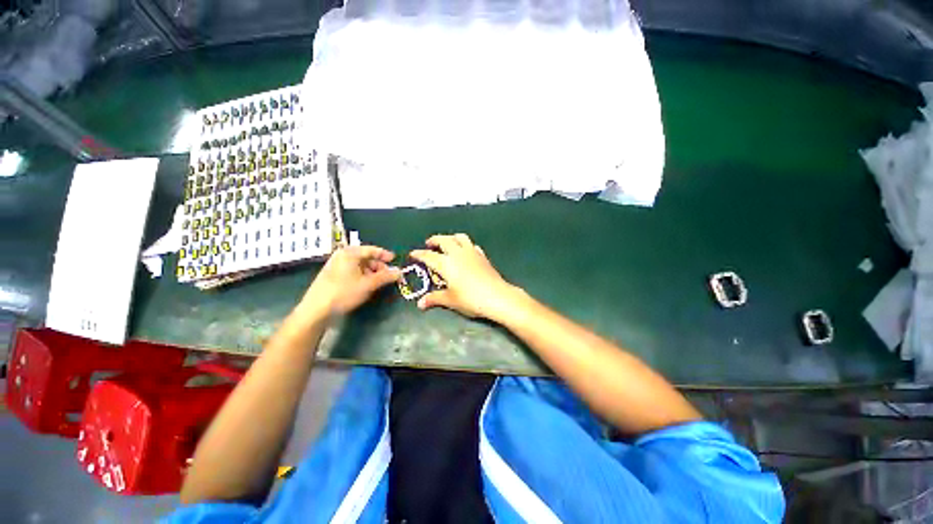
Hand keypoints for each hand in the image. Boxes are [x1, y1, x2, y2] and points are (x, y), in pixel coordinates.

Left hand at [302, 245, 400, 317]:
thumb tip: (400, 271)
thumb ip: (385, 276)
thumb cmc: (344, 292)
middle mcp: (342, 256)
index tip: (394, 260)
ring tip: (379, 282)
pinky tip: (366, 286)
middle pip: (365, 257)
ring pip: (359, 266)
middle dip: (379, 266)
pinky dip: (362, 276)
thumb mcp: (368, 284)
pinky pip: (352, 272)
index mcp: (349, 253)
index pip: (371, 249)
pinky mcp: (333, 276)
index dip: (384, 254)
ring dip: (371, 272)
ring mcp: (336, 266)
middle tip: (388, 275)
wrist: (316, 310)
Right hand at [410, 234, 522, 320]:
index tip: (413, 254)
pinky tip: (465, 252)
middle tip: (429, 244)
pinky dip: (465, 245)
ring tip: (447, 243)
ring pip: (459, 237)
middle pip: (444, 240)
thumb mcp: (450, 300)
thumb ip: (434, 299)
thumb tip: (420, 304)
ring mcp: (471, 253)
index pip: (429, 256)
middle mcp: (457, 254)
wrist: (497, 296)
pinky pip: (472, 245)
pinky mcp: (482, 256)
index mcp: (446, 264)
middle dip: (434, 240)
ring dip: (451, 238)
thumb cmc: (470, 299)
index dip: (419, 254)